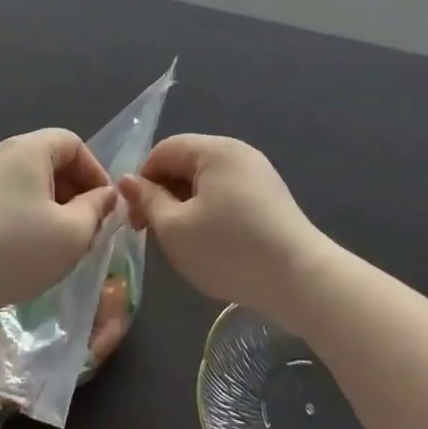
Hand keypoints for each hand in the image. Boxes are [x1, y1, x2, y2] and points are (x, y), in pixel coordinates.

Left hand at [0, 129, 116, 327]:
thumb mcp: (72, 232)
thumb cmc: (18, 248)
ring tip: (65, 241)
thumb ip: (97, 208)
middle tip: (90, 226)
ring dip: (56, 205)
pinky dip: (32, 213)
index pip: (73, 144)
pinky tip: (35, 247)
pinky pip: (13, 196)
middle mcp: (4, 153)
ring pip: (33, 181)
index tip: (105, 206)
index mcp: (29, 149)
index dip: (95, 172)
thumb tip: (106, 196)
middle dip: (77, 191)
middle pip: (52, 160)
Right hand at [117, 134, 331, 327]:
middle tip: (154, 234)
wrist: (300, 279)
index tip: (136, 219)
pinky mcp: (271, 197)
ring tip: (183, 242)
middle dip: (164, 194)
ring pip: (206, 181)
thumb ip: (148, 200)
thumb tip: (127, 180)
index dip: (142, 181)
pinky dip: (211, 212)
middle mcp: (238, 152)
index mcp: (214, 149)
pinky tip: (213, 244)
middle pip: (186, 163)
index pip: (163, 151)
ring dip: (186, 206)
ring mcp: (258, 173)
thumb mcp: (175, 229)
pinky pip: (228, 194)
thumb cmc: (229, 249)